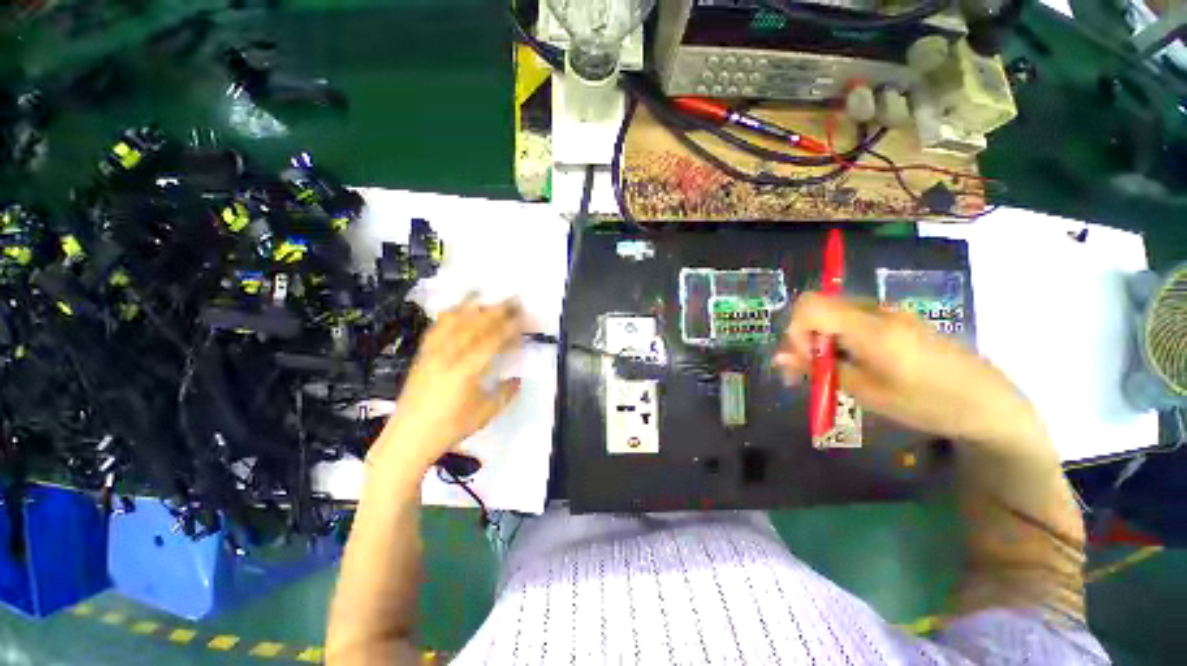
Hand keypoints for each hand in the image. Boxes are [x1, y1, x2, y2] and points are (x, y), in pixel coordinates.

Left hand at [369, 297, 525, 473]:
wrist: (408, 439)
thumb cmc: (449, 429)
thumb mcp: (485, 414)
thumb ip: (505, 394)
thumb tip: (518, 379)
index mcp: (466, 371)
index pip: (493, 341)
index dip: (510, 328)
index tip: (525, 319)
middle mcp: (447, 356)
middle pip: (475, 325)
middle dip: (496, 310)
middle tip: (513, 300)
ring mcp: (432, 354)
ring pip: (454, 322)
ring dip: (473, 306)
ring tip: (486, 295)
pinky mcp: (422, 355)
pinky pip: (436, 329)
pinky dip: (449, 315)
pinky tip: (456, 308)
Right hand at [774, 293, 1045, 449]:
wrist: (991, 403)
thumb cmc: (928, 403)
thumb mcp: (866, 392)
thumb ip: (819, 370)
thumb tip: (778, 359)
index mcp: (869, 327)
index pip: (810, 305)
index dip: (795, 329)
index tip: (804, 358)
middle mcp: (877, 310)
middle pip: (819, 308)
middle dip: (806, 337)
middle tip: (812, 371)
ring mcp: (890, 312)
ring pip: (835, 314)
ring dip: (823, 339)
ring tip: (835, 372)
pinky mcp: (899, 319)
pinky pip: (855, 319)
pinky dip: (842, 338)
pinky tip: (857, 364)